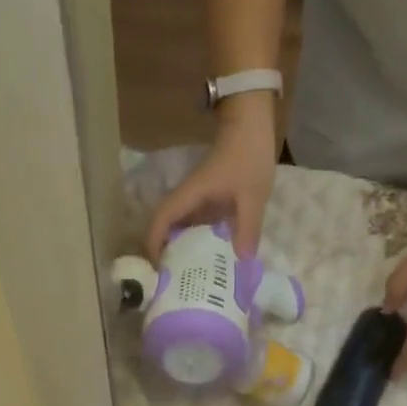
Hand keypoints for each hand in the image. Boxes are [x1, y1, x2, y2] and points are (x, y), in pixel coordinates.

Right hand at [144, 95, 279, 260]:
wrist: (251, 123)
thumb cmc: (248, 155)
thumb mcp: (252, 194)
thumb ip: (247, 227)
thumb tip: (242, 260)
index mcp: (189, 195)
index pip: (161, 221)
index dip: (154, 245)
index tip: (157, 270)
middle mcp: (186, 198)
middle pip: (165, 228)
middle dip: (165, 254)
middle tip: (173, 281)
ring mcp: (196, 198)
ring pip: (180, 227)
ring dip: (181, 248)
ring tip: (189, 276)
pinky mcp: (207, 199)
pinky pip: (196, 223)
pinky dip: (197, 240)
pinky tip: (210, 257)